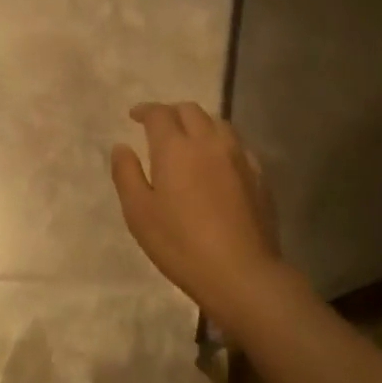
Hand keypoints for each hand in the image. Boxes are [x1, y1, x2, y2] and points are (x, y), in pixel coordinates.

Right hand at [111, 101, 284, 330]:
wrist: (241, 272)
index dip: (145, 110)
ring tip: (189, 139)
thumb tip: (121, 147)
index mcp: (175, 148)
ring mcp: (239, 157)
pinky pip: (238, 145)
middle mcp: (209, 142)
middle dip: (171, 112)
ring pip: (218, 123)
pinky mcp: (259, 176)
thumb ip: (126, 174)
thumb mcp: (139, 213)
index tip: (134, 116)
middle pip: (191, 111)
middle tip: (158, 126)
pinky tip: (217, 162)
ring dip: (199, 123)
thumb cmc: (180, 243)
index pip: (160, 114)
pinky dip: (221, 143)